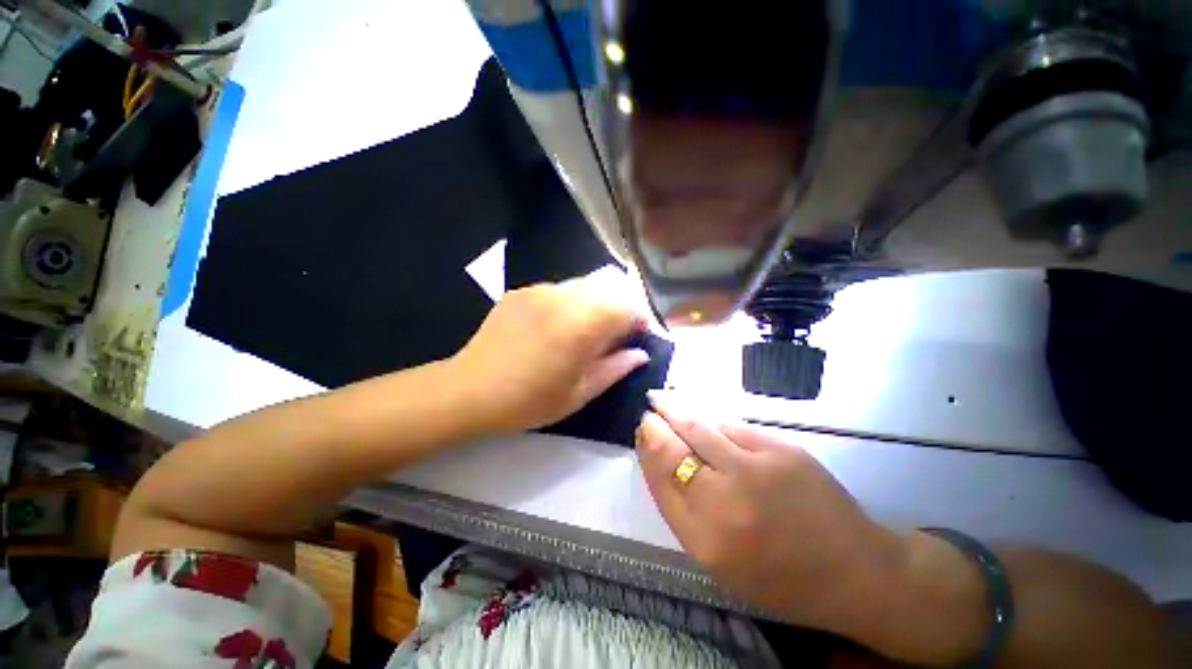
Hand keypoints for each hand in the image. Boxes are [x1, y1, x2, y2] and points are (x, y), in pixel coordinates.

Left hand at [452, 276, 649, 432]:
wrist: (471, 390)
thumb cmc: (530, 400)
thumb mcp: (580, 392)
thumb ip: (616, 368)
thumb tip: (641, 354)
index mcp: (583, 324)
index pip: (627, 307)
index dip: (638, 320)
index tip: (637, 336)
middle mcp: (564, 297)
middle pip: (607, 289)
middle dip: (618, 309)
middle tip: (612, 335)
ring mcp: (540, 290)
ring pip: (583, 286)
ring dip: (593, 304)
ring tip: (582, 330)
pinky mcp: (521, 291)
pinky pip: (557, 290)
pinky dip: (568, 303)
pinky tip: (553, 326)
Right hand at [635, 394, 906, 630]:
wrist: (855, 569)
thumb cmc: (779, 575)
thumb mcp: (719, 560)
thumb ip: (682, 509)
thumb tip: (657, 458)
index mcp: (707, 539)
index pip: (662, 478)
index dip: (648, 448)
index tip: (642, 431)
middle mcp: (727, 500)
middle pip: (676, 449)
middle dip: (656, 424)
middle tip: (648, 411)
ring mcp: (757, 469)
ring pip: (700, 427)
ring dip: (676, 409)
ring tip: (661, 398)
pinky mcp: (780, 449)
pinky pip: (730, 424)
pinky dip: (708, 416)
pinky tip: (698, 412)